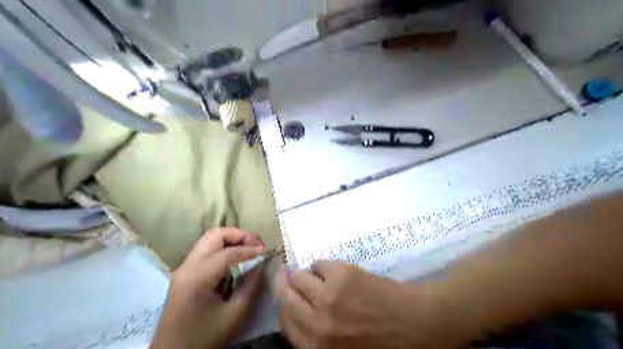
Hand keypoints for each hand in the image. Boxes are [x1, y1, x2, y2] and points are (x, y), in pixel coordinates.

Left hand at [152, 228, 267, 348]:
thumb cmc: (203, 339)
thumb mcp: (234, 316)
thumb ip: (250, 287)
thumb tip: (262, 264)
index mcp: (197, 276)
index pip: (228, 252)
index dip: (251, 249)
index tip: (268, 253)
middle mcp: (187, 266)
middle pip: (215, 235)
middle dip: (240, 235)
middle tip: (257, 246)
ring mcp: (183, 268)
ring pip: (209, 240)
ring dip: (231, 240)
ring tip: (249, 250)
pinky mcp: (184, 274)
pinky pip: (206, 250)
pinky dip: (223, 249)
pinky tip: (235, 260)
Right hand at [277, 260, 461, 346]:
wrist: (415, 323)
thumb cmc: (382, 342)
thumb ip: (318, 336)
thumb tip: (300, 312)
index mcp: (317, 347)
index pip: (285, 323)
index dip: (286, 308)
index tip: (290, 299)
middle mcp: (317, 323)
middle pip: (286, 296)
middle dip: (288, 286)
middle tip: (293, 280)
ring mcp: (328, 296)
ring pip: (299, 276)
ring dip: (307, 275)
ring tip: (320, 277)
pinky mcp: (341, 274)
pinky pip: (320, 263)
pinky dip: (324, 267)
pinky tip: (336, 272)